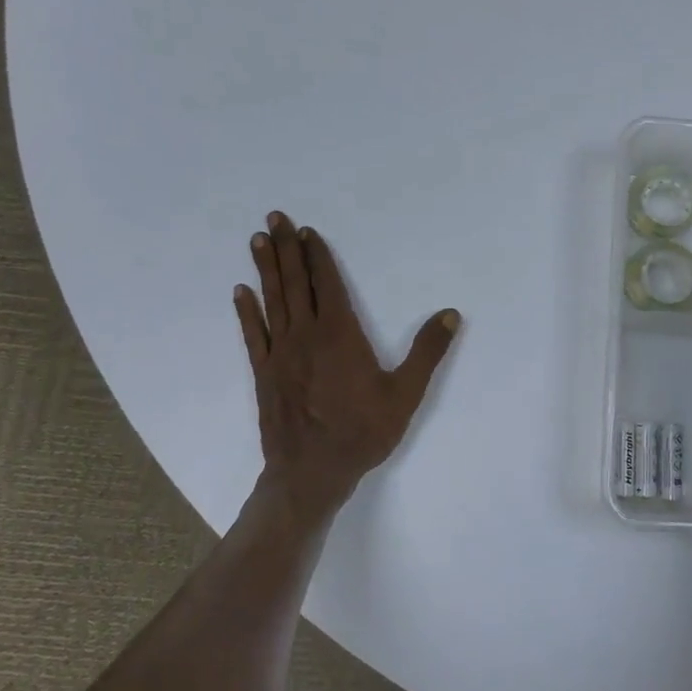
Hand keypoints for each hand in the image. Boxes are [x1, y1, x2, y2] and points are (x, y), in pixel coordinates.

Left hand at [234, 212, 459, 519]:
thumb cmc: (363, 432)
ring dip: (266, 269)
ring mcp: (280, 354)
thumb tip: (450, 314)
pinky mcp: (264, 373)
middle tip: (275, 217)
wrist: (312, 472)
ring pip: (272, 302)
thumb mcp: (405, 394)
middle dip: (286, 249)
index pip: (327, 285)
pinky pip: (253, 335)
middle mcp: (306, 336)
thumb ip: (427, 352)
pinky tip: (241, 292)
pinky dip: (247, 312)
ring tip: (258, 240)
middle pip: (295, 284)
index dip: (318, 257)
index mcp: (340, 335)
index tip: (308, 232)